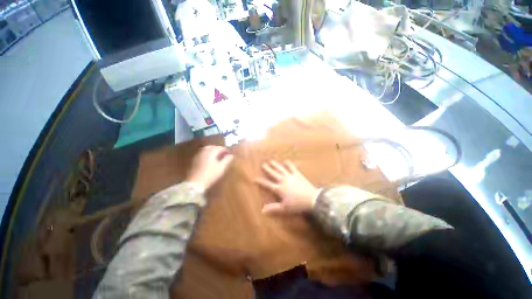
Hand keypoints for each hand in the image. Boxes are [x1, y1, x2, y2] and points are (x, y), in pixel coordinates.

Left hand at [186, 146, 233, 189]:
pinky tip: (210, 159)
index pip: (219, 148)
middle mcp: (204, 151)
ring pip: (206, 149)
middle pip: (212, 147)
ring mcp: (198, 155)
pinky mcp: (195, 160)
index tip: (229, 152)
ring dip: (212, 150)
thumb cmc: (210, 174)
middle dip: (218, 149)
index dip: (225, 150)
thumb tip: (231, 155)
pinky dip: (207, 154)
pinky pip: (202, 153)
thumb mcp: (221, 167)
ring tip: (217, 155)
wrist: (195, 183)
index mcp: (211, 152)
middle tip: (223, 153)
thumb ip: (227, 160)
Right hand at [256, 160, 318, 214]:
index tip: (255, 178)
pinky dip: (288, 164)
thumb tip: (262, 210)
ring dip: (275, 165)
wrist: (311, 199)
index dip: (261, 181)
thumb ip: (273, 208)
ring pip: (280, 169)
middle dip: (267, 169)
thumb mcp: (284, 208)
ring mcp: (290, 176)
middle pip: (273, 174)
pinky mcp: (297, 174)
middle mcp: (283, 180)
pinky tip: (286, 161)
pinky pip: (291, 167)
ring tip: (271, 161)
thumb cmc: (297, 205)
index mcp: (279, 189)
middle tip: (263, 164)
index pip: (267, 184)